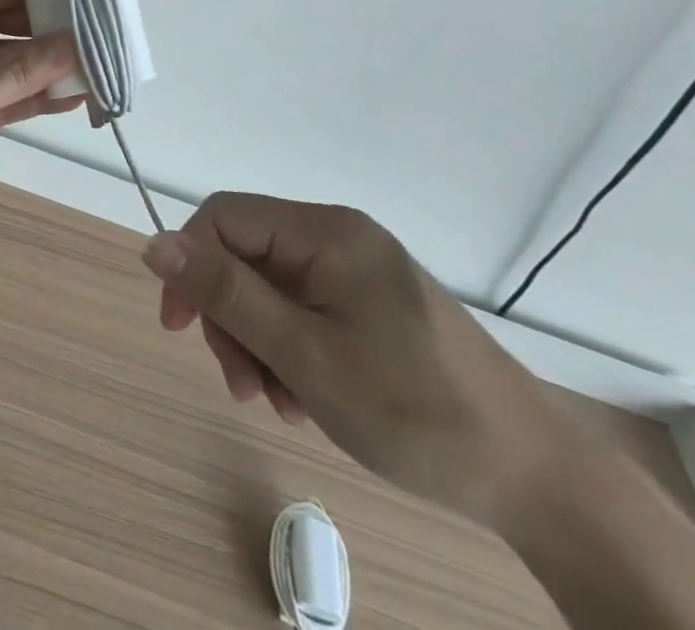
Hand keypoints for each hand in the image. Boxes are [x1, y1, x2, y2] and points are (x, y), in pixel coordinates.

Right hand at [142, 195, 571, 529]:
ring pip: (269, 289)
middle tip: (245, 386)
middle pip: (245, 256)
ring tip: (280, 403)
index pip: (224, 217)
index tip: (179, 329)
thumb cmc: (414, 411)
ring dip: (258, 344)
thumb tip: (156, 243)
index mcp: (325, 231)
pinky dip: (289, 352)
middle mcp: (338, 237)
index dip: (190, 264)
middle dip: (231, 318)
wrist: (537, 478)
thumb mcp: (306, 355)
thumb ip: (228, 294)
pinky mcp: (370, 305)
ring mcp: (357, 271)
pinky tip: (304, 399)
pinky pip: (303, 311)